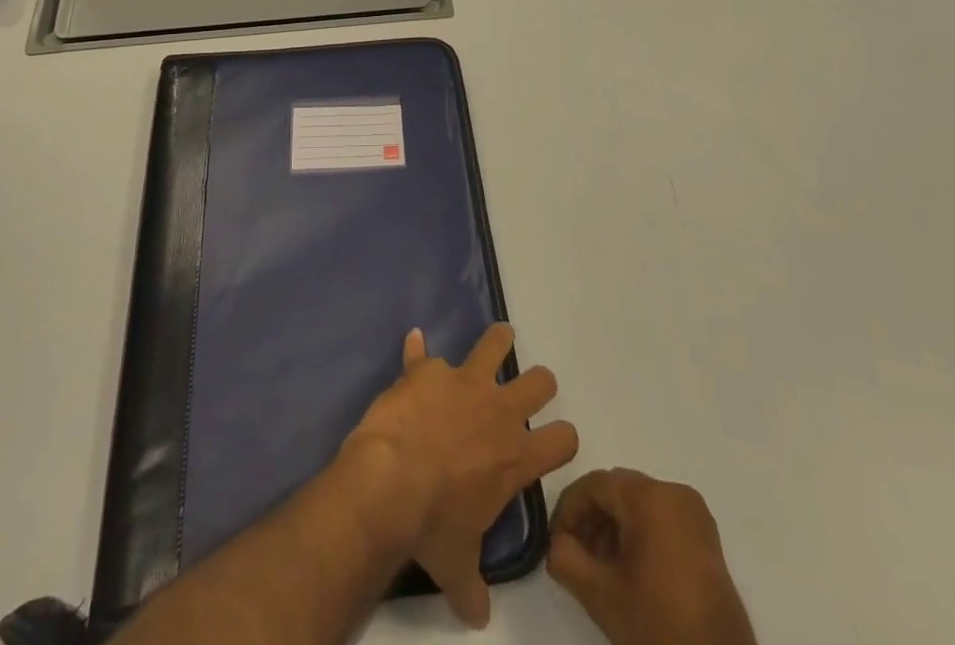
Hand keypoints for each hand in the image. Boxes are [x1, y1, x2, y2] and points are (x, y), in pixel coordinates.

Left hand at [339, 323, 578, 627]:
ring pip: (495, 344)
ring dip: (498, 340)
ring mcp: (464, 382)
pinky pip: (421, 353)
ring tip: (500, 337)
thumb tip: (478, 617)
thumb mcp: (457, 566)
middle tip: (529, 390)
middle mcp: (499, 411)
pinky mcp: (427, 370)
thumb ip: (472, 588)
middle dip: (539, 384)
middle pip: (540, 381)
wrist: (390, 483)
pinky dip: (416, 353)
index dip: (563, 439)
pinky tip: (412, 345)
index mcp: (516, 457)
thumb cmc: (432, 527)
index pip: (563, 440)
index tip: (557, 440)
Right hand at [547, 469, 756, 644]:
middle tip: (575, 557)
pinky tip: (628, 574)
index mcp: (650, 497)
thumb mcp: (601, 596)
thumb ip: (566, 559)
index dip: (569, 511)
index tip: (556, 544)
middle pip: (618, 492)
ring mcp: (695, 515)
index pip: (595, 485)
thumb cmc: (660, 629)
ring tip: (600, 570)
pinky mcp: (706, 539)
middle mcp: (675, 493)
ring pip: (638, 505)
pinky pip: (660, 520)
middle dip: (591, 520)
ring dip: (613, 530)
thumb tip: (556, 544)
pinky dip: (638, 537)